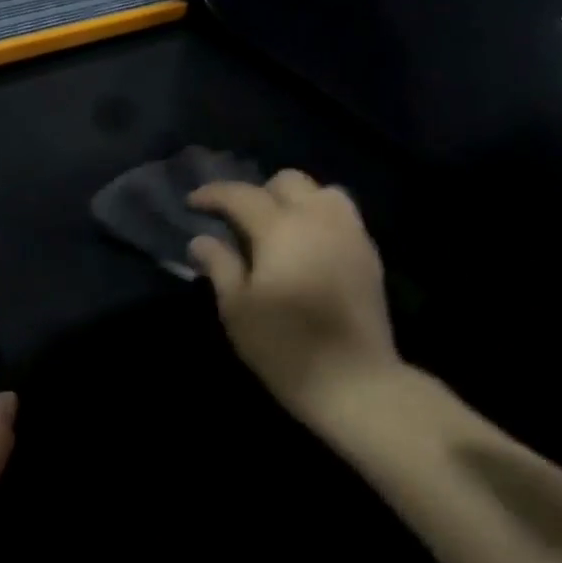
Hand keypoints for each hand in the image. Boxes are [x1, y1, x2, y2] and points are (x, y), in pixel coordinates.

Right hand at [188, 171, 402, 419]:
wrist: (354, 380)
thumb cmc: (284, 345)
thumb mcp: (237, 308)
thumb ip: (219, 265)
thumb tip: (201, 240)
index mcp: (281, 228)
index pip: (241, 195)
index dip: (213, 194)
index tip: (192, 203)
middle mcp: (319, 218)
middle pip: (287, 181)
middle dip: (258, 192)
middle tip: (239, 221)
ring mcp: (350, 234)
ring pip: (323, 192)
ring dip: (296, 200)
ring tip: (279, 228)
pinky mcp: (369, 254)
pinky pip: (343, 216)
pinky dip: (320, 218)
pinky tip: (307, 247)